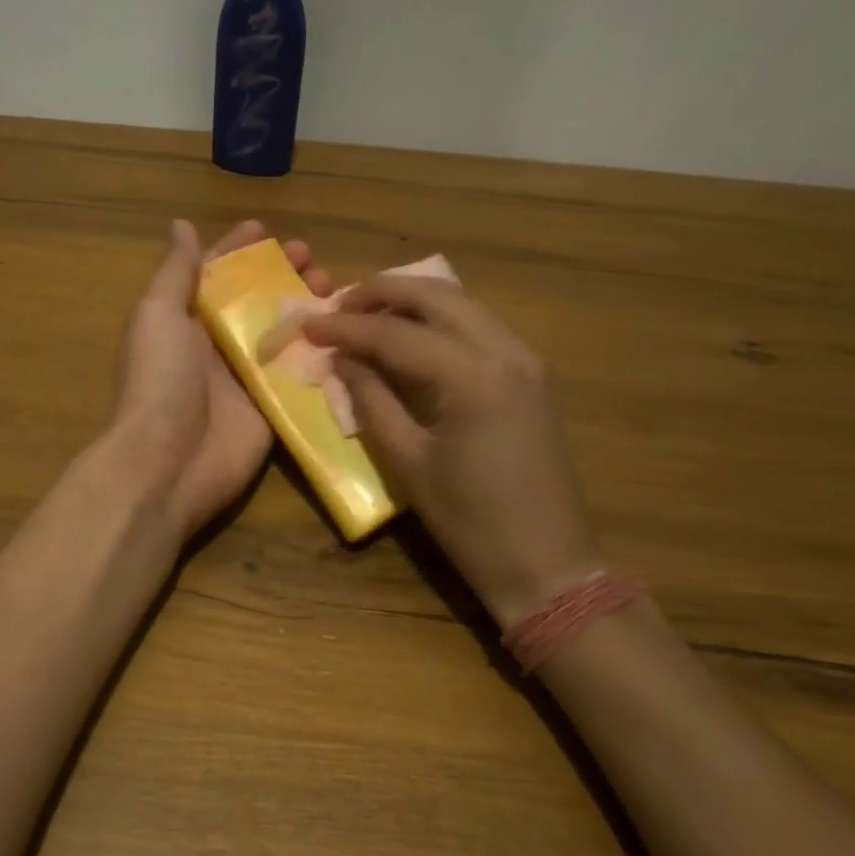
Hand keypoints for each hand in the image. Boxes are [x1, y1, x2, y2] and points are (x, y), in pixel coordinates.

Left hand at [110, 219, 333, 538]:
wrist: (169, 462)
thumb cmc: (160, 381)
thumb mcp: (158, 315)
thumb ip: (175, 273)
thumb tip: (182, 226)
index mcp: (186, 321)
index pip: (215, 275)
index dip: (237, 250)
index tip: (266, 229)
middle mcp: (217, 346)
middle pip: (255, 301)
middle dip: (282, 276)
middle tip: (313, 259)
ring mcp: (246, 378)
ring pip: (283, 334)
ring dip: (307, 308)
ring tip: (335, 287)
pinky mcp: (272, 407)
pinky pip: (300, 375)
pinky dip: (322, 353)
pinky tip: (349, 332)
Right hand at [305, 278, 600, 627]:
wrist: (546, 562)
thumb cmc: (470, 522)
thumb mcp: (408, 462)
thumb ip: (371, 400)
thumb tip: (342, 360)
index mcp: (473, 377)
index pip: (397, 333)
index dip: (347, 326)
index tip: (308, 322)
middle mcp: (506, 351)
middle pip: (436, 296)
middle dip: (381, 293)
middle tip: (337, 305)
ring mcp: (526, 359)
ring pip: (462, 304)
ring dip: (411, 301)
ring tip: (366, 315)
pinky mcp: (532, 374)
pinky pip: (479, 326)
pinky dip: (439, 321)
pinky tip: (410, 337)